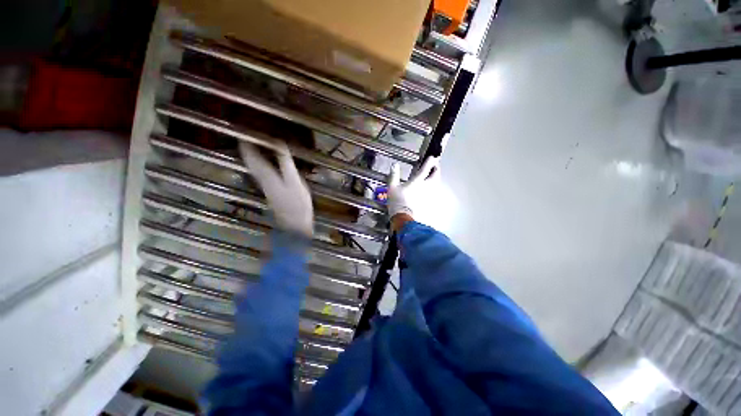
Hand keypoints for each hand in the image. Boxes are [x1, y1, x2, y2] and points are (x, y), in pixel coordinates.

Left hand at [240, 141, 312, 237]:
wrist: (295, 223)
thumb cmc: (297, 202)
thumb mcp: (294, 180)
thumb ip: (285, 163)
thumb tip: (279, 144)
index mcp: (266, 175)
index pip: (251, 156)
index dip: (247, 144)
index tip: (244, 134)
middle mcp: (261, 179)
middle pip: (250, 162)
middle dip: (247, 150)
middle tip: (247, 139)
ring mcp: (265, 187)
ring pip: (253, 168)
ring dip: (251, 157)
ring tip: (252, 148)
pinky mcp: (270, 191)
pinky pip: (260, 174)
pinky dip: (258, 166)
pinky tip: (263, 164)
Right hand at [388, 157, 439, 220]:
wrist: (403, 217)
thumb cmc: (397, 202)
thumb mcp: (392, 187)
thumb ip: (394, 175)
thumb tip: (394, 165)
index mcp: (416, 182)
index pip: (426, 169)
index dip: (430, 162)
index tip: (432, 158)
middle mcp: (425, 187)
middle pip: (435, 176)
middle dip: (436, 170)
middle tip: (435, 166)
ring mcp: (427, 195)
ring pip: (436, 184)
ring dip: (436, 178)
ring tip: (434, 176)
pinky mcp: (427, 201)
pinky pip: (433, 192)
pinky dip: (433, 187)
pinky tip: (431, 188)